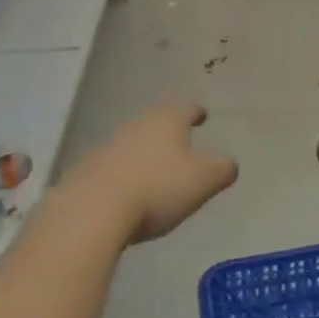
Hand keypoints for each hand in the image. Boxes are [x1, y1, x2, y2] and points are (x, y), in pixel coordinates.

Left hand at [63, 103, 237, 242]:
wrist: (94, 208)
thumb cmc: (157, 188)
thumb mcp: (202, 180)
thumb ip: (222, 170)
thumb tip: (230, 164)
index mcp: (167, 121)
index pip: (186, 109)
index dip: (196, 112)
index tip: (202, 114)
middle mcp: (138, 125)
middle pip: (156, 121)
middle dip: (168, 130)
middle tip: (179, 140)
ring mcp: (109, 145)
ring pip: (133, 141)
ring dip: (144, 151)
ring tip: (154, 167)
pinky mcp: (88, 168)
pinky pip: (112, 165)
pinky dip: (123, 172)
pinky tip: (126, 190)